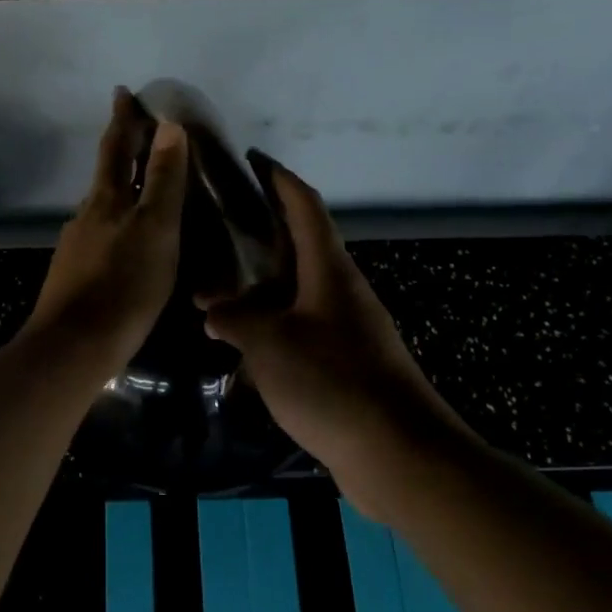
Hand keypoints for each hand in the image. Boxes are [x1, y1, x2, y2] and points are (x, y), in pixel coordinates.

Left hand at [25, 89, 189, 371]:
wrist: (75, 345)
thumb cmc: (124, 285)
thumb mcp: (155, 229)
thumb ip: (162, 179)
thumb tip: (168, 125)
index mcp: (106, 200)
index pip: (117, 148)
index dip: (123, 121)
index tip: (123, 93)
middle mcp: (87, 216)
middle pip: (105, 174)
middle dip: (120, 150)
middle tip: (134, 131)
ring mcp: (77, 247)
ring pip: (102, 206)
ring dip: (119, 189)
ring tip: (138, 186)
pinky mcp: (75, 276)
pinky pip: (100, 236)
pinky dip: (116, 224)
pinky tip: (125, 241)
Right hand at [201, 159, 480, 521]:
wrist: (397, 453)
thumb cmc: (332, 383)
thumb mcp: (270, 345)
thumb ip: (236, 320)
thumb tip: (214, 311)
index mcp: (329, 271)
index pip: (304, 206)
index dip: (278, 178)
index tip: (252, 158)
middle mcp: (342, 291)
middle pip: (299, 247)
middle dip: (260, 235)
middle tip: (216, 229)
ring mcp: (347, 329)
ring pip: (296, 293)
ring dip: (260, 291)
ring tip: (214, 293)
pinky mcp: (346, 363)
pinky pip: (300, 330)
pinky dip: (270, 329)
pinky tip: (240, 347)